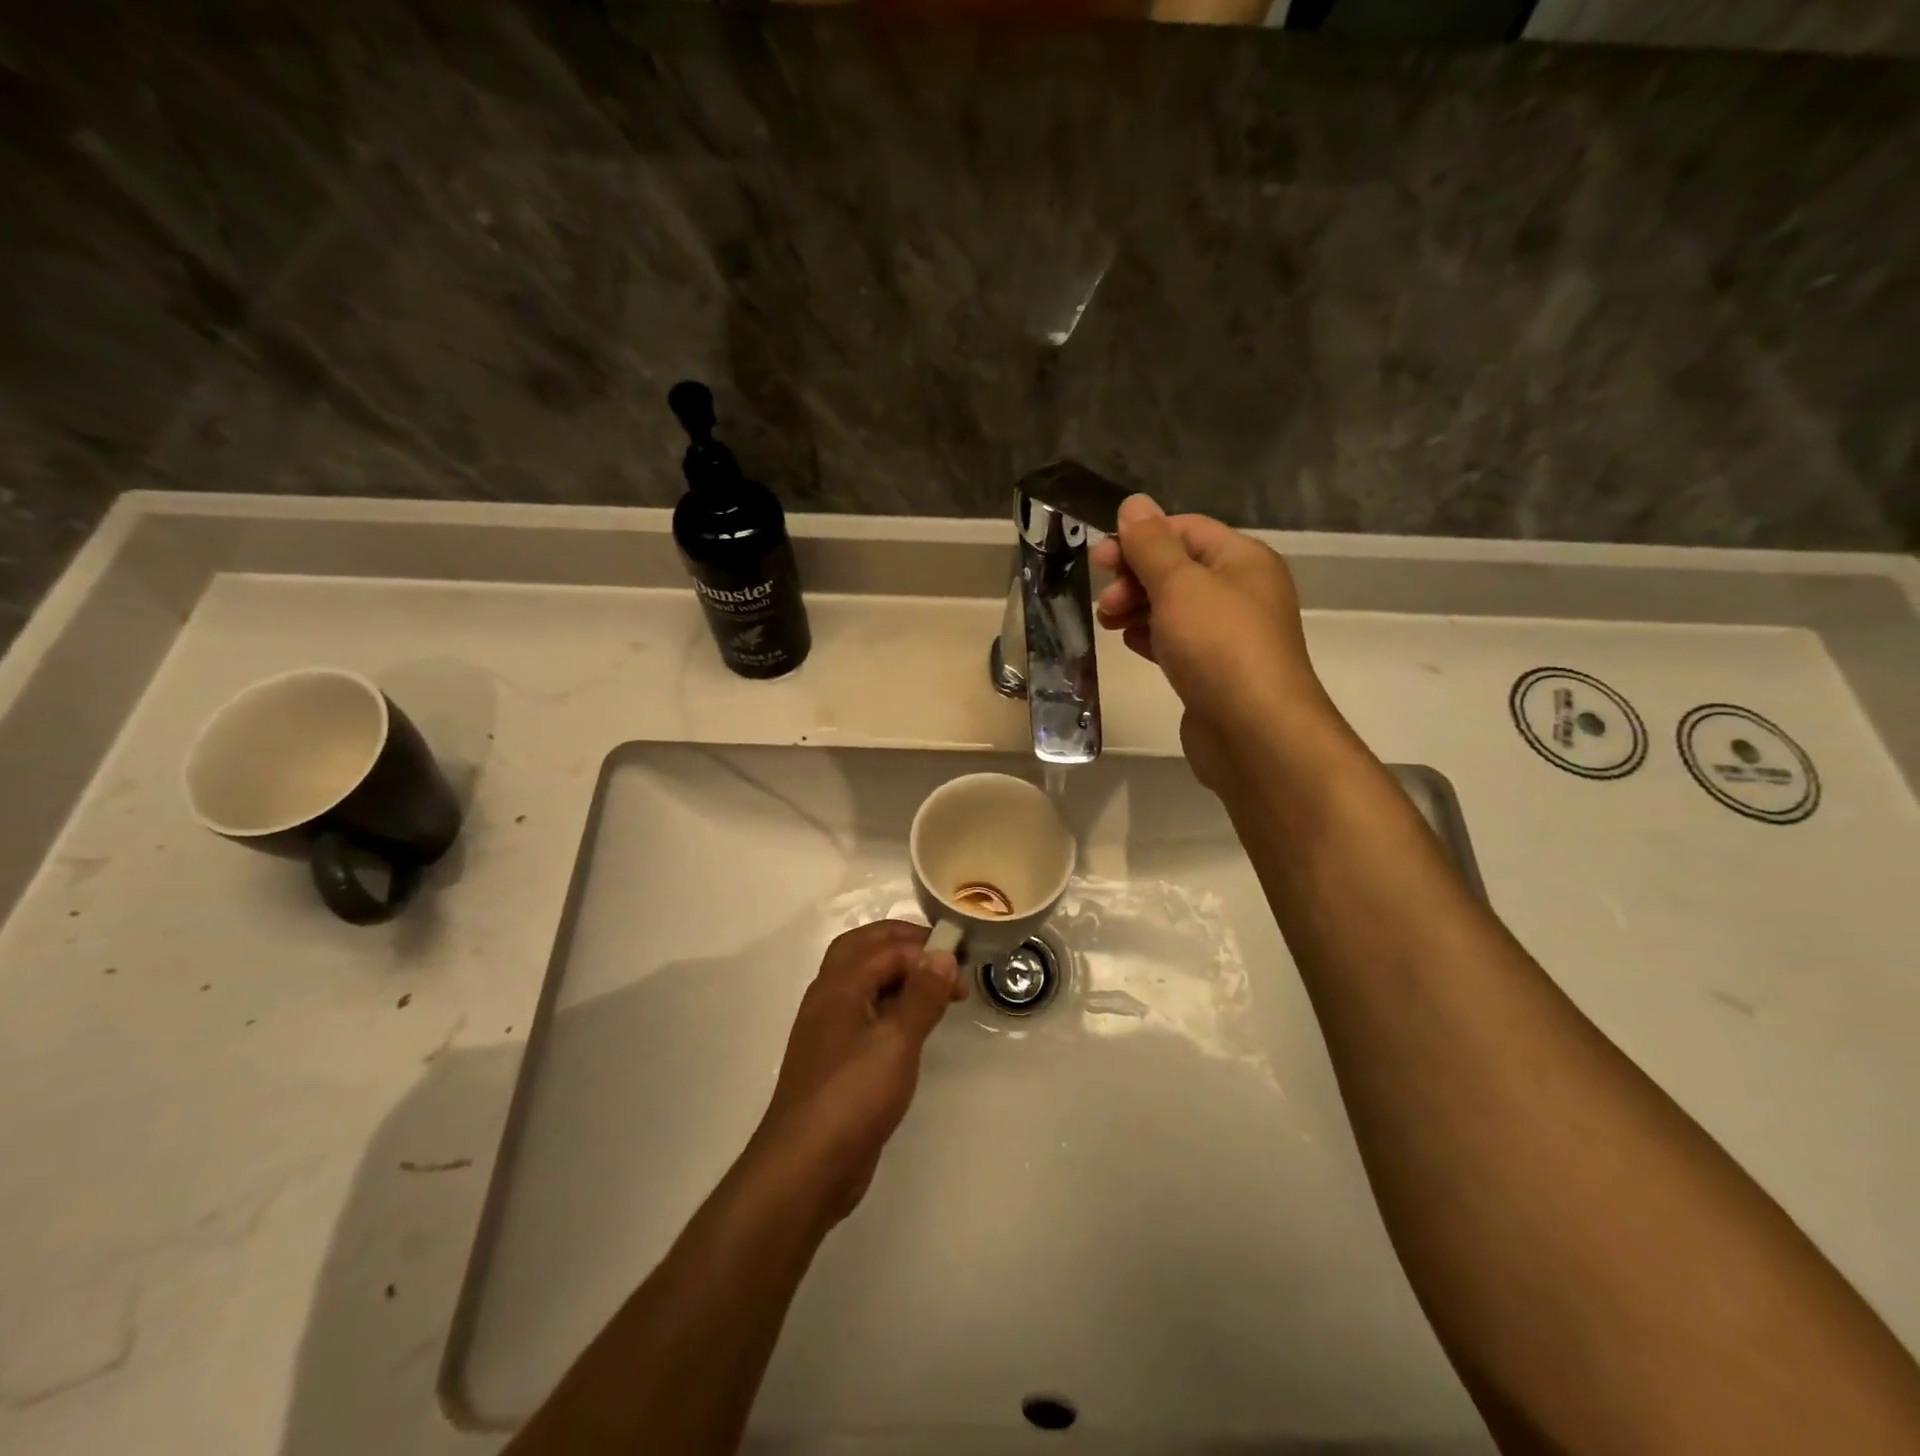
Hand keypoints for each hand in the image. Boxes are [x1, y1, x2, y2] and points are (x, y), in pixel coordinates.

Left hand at [745, 921, 964, 1228]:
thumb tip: (941, 954)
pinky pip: (864, 1014)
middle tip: (941, 957)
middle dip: (902, 945)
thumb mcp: (897, 1041)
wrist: (805, 1167)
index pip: (886, 948)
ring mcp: (829, 1030)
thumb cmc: (853, 1095)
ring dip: (897, 975)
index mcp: (839, 984)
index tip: (960, 973)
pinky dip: (890, 1006)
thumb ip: (921, 995)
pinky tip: (912, 1028)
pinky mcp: (836, 1060)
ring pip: (862, 982)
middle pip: (863, 950)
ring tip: (935, 991)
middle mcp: (829, 998)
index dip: (925, 951)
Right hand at [1092, 495, 1330, 788]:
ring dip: (1137, 608)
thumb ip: (1151, 544)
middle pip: (1178, 569)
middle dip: (1135, 577)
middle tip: (1104, 601)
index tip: (1100, 559)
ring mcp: (1229, 635)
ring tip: (1107, 623)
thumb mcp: (1180, 584)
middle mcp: (1241, 592)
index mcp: (1242, 560)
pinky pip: (1177, 641)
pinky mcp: (1214, 671)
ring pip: (1174, 607)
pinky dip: (1151, 637)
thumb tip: (1134, 504)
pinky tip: (1130, 644)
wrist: (1254, 732)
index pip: (1185, 530)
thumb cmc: (1218, 646)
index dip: (1140, 538)